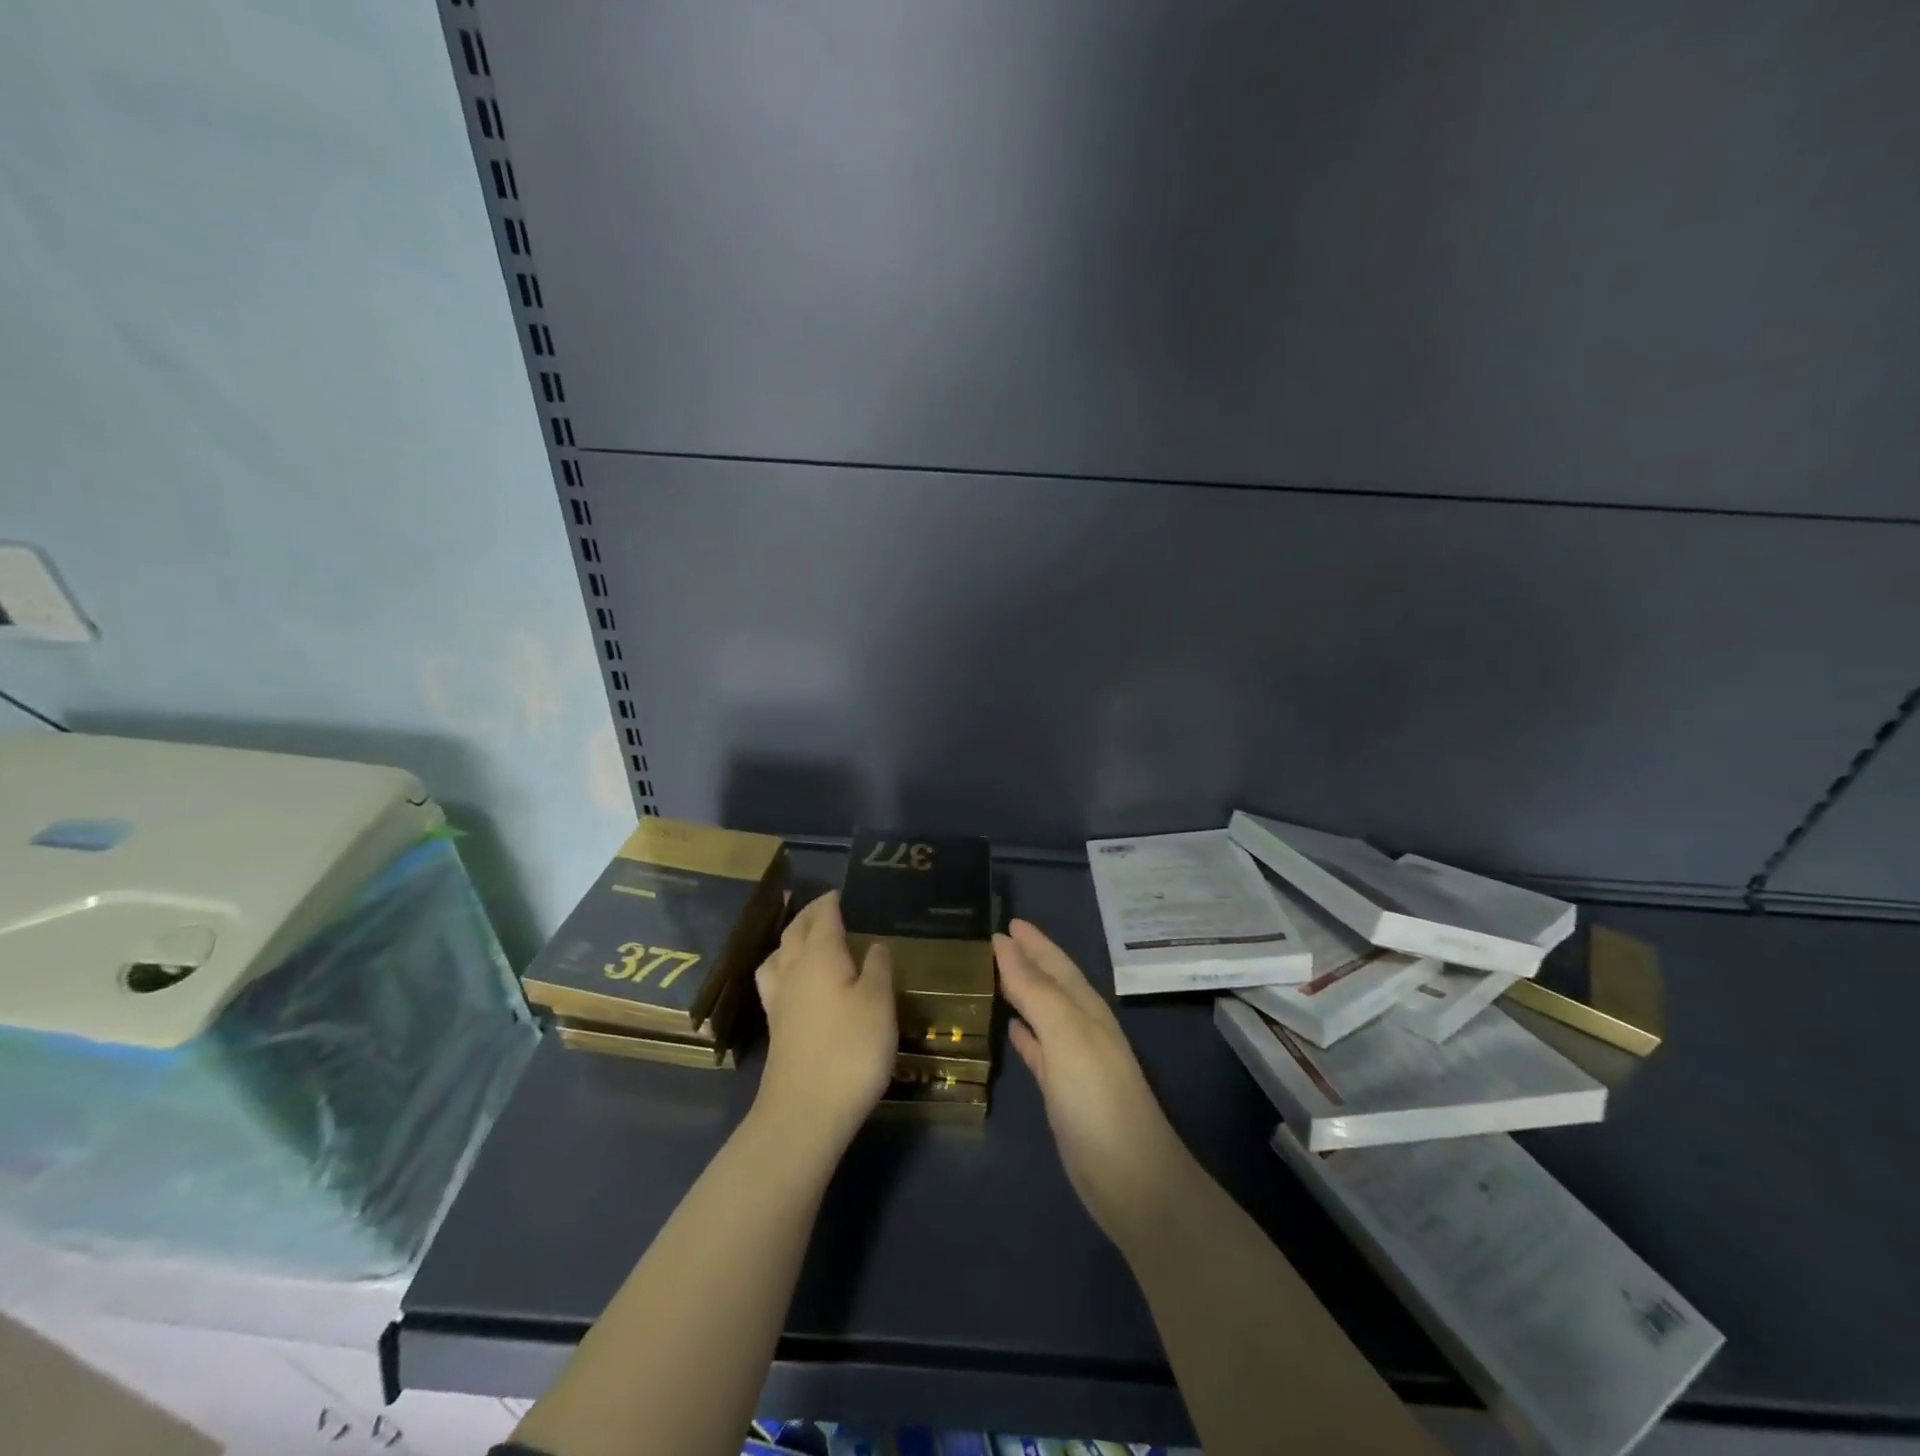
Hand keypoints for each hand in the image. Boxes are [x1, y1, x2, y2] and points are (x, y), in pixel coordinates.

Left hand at [754, 891, 896, 1150]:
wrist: (805, 1112)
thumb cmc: (850, 1050)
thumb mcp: (879, 1004)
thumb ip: (878, 969)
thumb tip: (874, 945)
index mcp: (820, 956)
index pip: (822, 917)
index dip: (831, 902)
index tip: (841, 892)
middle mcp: (793, 970)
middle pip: (795, 932)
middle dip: (808, 915)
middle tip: (825, 907)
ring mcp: (779, 1001)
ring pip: (778, 955)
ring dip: (790, 939)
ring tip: (804, 938)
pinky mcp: (776, 1028)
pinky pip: (775, 980)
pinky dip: (784, 967)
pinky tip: (796, 983)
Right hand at [995, 921, 1194, 1246]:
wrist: (1131, 1179)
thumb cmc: (1097, 1097)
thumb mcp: (1066, 1033)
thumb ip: (1035, 988)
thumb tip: (1004, 943)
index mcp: (1086, 1008)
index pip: (1054, 963)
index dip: (1032, 942)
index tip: (1005, 921)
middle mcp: (1082, 1027)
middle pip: (1050, 983)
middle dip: (1027, 960)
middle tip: (996, 940)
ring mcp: (1073, 1061)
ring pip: (1043, 1013)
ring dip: (1022, 993)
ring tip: (994, 975)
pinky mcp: (1063, 1092)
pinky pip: (1039, 1050)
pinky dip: (1025, 1034)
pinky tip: (1010, 1028)